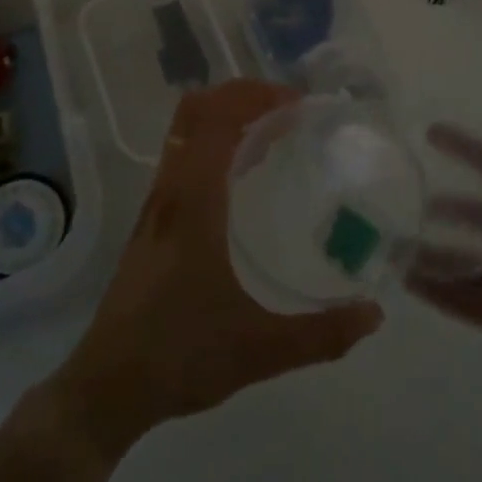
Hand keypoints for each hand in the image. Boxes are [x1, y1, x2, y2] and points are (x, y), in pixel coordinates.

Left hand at [46, 80, 383, 456]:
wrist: (108, 385)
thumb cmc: (181, 356)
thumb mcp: (260, 350)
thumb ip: (322, 334)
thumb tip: (373, 314)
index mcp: (194, 202)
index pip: (218, 120)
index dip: (256, 97)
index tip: (298, 105)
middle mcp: (171, 190)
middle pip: (196, 111)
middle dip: (241, 96)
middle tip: (287, 111)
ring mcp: (156, 204)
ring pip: (184, 132)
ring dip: (224, 117)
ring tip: (271, 135)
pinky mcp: (150, 221)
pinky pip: (180, 157)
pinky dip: (211, 144)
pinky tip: (241, 178)